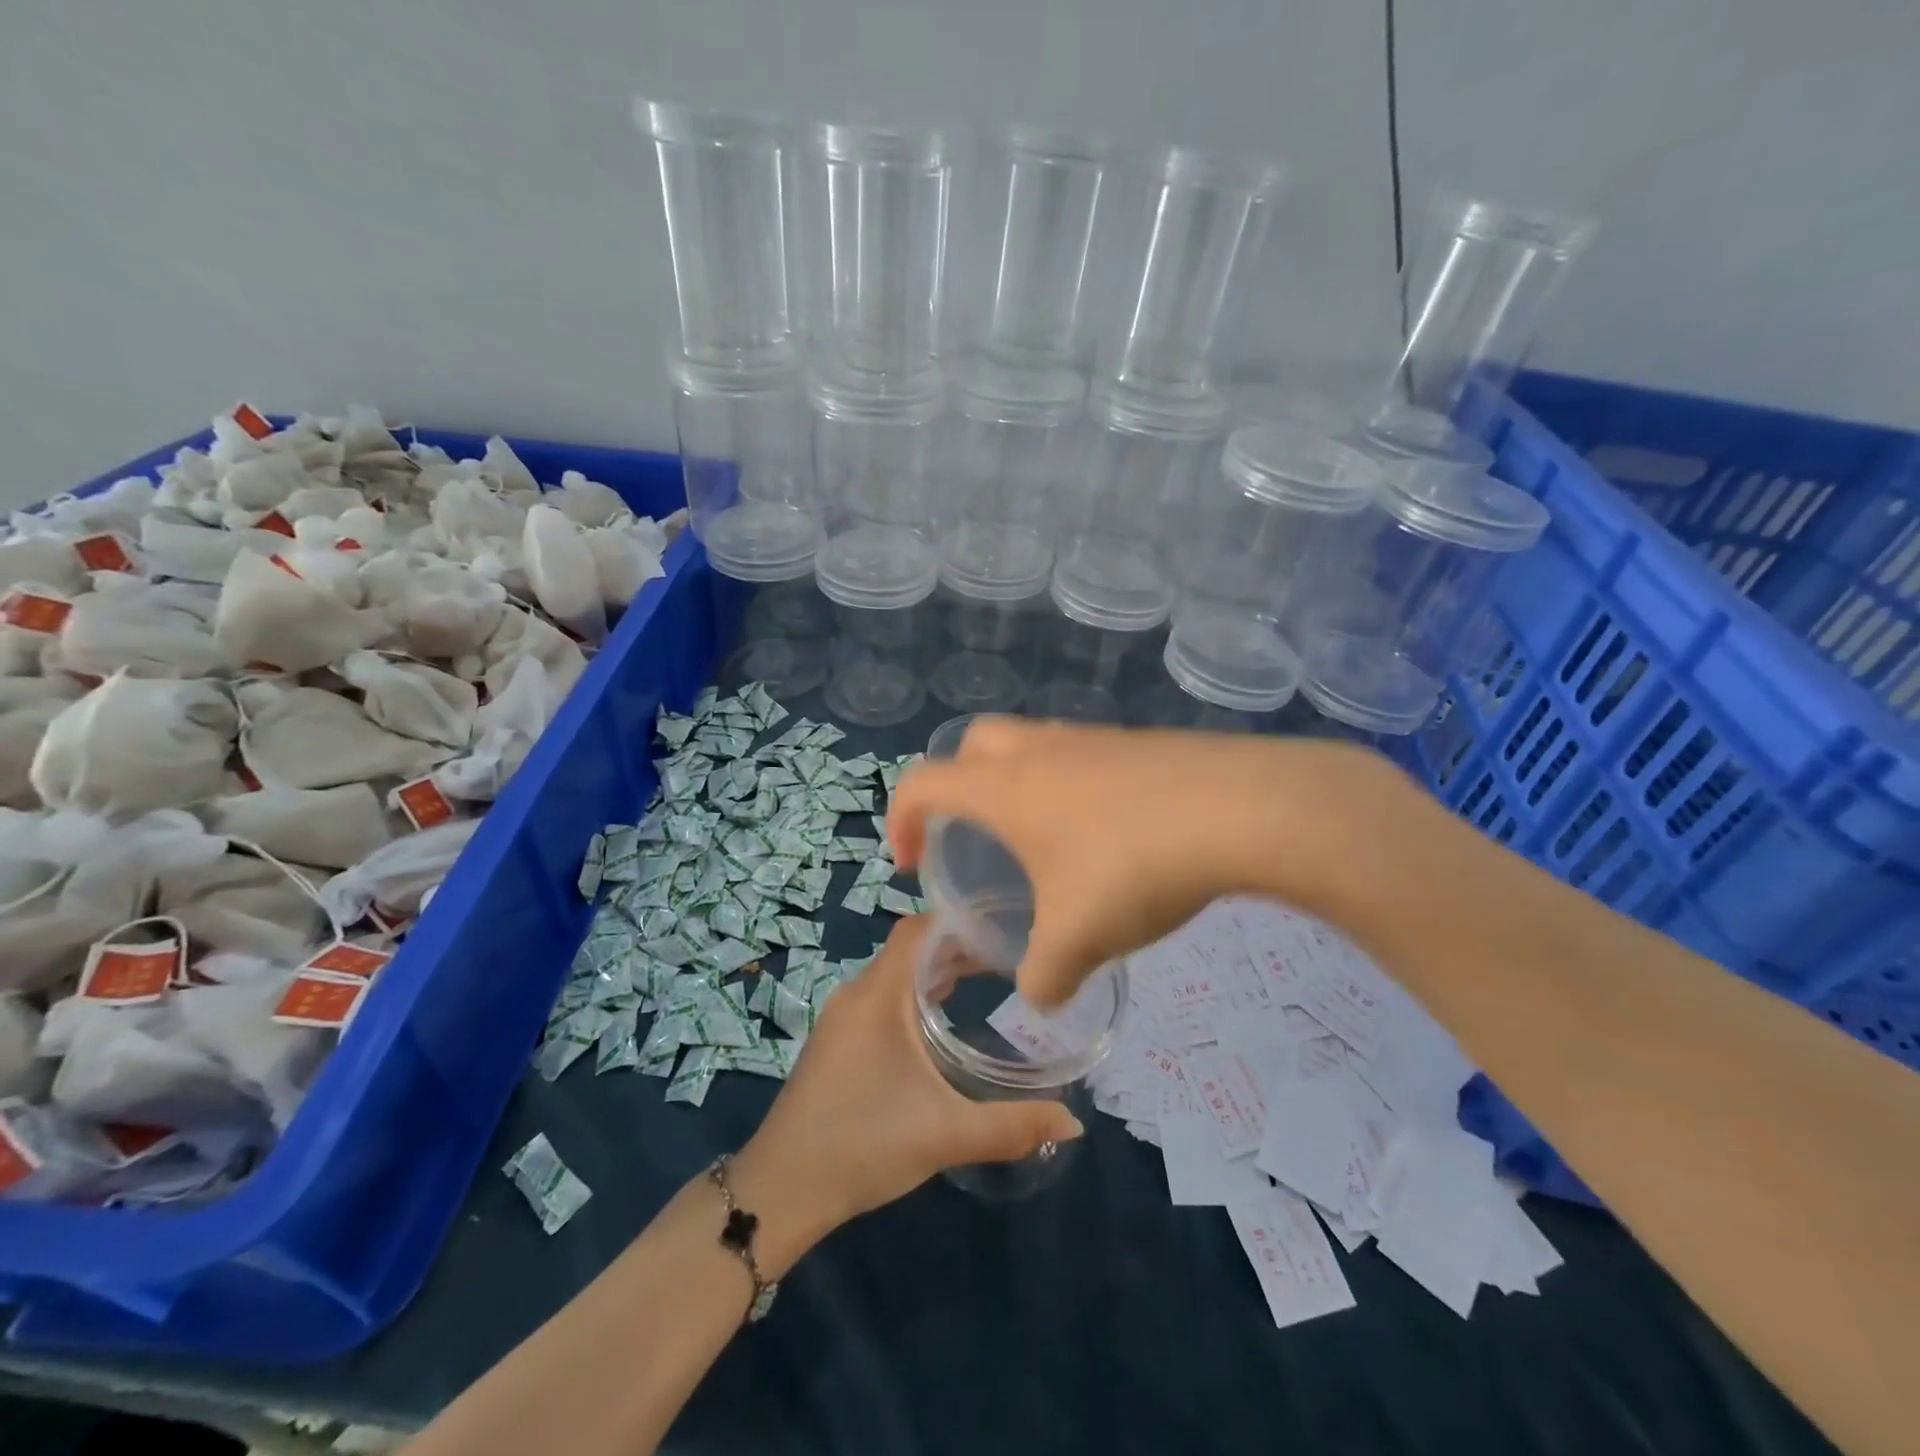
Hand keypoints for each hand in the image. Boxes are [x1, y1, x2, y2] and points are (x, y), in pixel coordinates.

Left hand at [730, 916, 1083, 1271]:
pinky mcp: (837, 1043)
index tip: (1004, 929)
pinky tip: (941, 1024)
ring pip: (896, 975)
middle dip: (958, 949)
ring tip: (985, 982)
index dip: (959, 922)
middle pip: (911, 949)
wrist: (781, 1190)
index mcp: (879, 994)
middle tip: (1008, 958)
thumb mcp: (945, 1134)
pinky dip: (915, 997)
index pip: (918, 929)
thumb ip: (1012, 1126)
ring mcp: (842, 1019)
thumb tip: (1074, 1122)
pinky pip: (883, 999)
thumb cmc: (864, 1144)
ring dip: (936, 974)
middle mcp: (857, 994)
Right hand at [887, 718, 1403, 1010]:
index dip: (902, 819)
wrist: (1241, 809)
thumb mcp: (1078, 938)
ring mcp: (1094, 739)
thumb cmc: (1132, 866)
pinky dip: (1075, 788)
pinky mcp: (1141, 743)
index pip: (923, 783)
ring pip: (1034, 746)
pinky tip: (1111, 836)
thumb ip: (1046, 976)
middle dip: (957, 785)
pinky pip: (1086, 757)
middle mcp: (1041, 750)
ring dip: (1021, 785)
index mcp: (1005, 787)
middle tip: (972, 834)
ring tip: (1045, 843)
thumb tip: (1042, 998)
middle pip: (973, 744)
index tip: (910, 862)